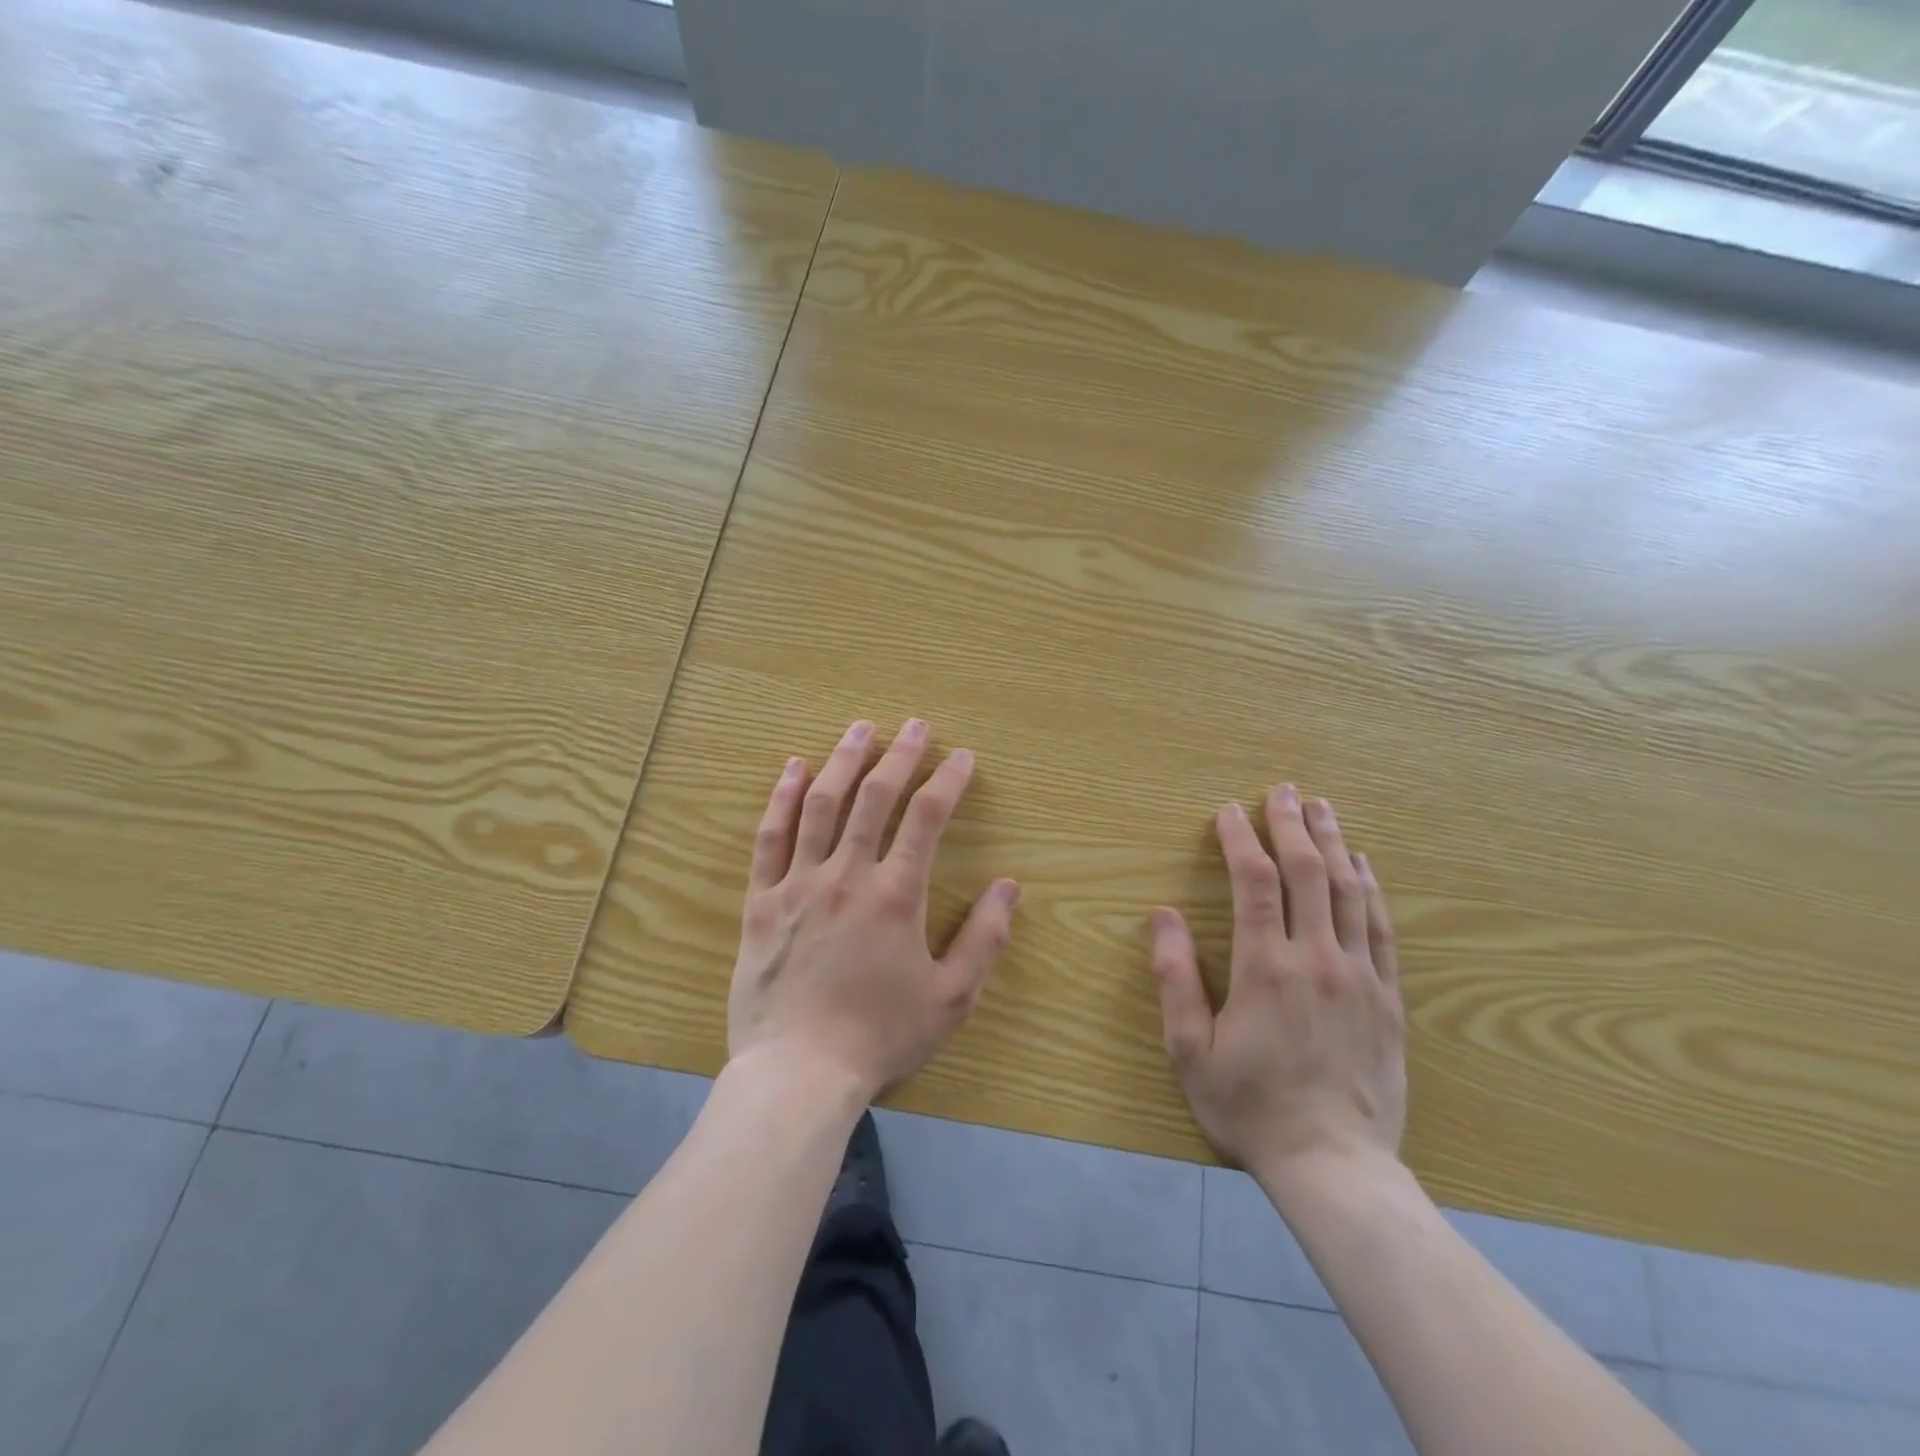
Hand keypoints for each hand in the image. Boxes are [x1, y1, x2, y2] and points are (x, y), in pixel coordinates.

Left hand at [727, 718, 1020, 1102]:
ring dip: (843, 760)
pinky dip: (781, 798)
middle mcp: (848, 875)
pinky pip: (770, 838)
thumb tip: (1010, 887)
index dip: (948, 781)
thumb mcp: (951, 998)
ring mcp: (799, 883)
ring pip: (821, 805)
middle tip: (915, 725)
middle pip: (875, 797)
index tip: (962, 756)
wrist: (798, 1073)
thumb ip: (984, 939)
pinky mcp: (762, 901)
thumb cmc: (880, 1036)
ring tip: (861, 729)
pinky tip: (793, 769)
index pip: (928, 818)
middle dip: (900, 755)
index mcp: (897, 895)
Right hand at [1148, 785, 1404, 1193]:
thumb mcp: (1190, 1049)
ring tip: (1321, 807)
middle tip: (1281, 791)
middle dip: (1292, 824)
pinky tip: (1363, 863)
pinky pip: (1382, 927)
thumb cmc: (1249, 1106)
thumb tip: (1161, 915)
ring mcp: (1359, 975)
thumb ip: (1175, 978)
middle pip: (1307, 872)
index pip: (1254, 881)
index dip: (1240, 838)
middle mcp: (1317, 958)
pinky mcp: (1388, 997)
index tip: (1227, 811)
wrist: (1334, 1166)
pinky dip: (1371, 887)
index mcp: (1265, 967)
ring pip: (1349, 890)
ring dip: (1333, 842)